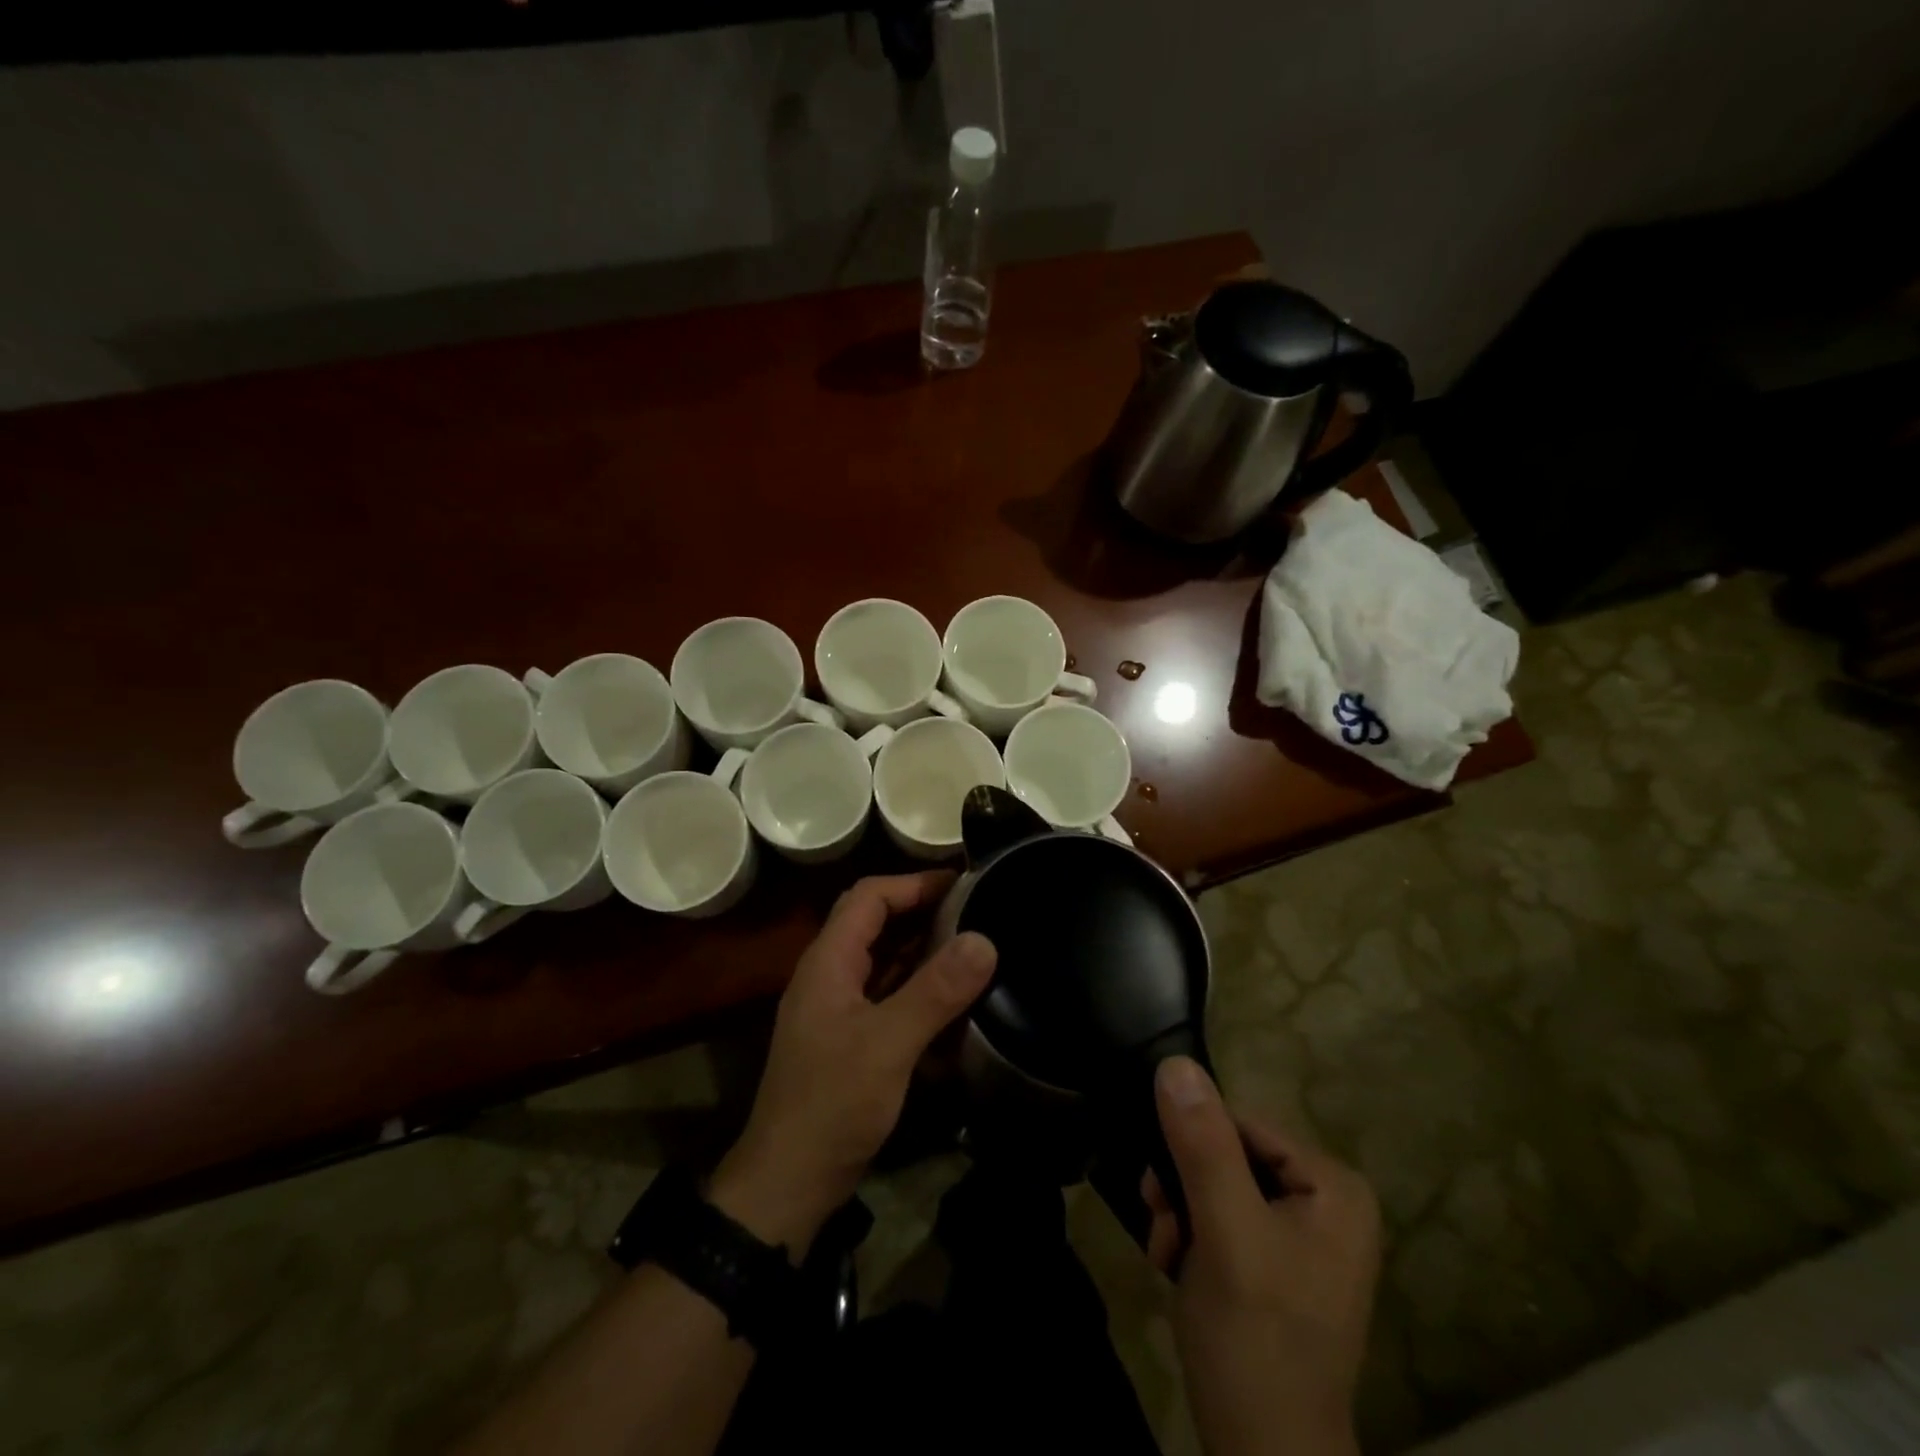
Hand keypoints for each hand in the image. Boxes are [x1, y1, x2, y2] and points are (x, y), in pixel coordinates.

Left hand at [711, 873, 996, 1254]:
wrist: (788, 1183)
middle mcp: (830, 976)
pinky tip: (955, 1002)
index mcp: (829, 962)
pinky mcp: (851, 1039)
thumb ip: (935, 991)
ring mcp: (839, 1009)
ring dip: (924, 951)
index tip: (962, 881)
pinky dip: (919, 990)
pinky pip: (888, 997)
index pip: (869, 896)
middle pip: (876, 924)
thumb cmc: (833, 1103)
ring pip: (884, 961)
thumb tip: (984, 940)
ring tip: (974, 946)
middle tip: (977, 910)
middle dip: (923, 911)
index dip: (914, 882)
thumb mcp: (889, 1044)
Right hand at [1142, 1057, 1380, 1455]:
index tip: (1160, 1195)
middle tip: (1163, 1230)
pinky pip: (1223, 1220)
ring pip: (1217, 1186)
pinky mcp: (1279, 1264)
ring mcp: (1304, 1236)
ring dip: (1181, 1216)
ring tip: (1167, 1256)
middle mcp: (1326, 1201)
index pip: (1239, 1125)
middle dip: (1184, 1190)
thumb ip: (1202, 1146)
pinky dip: (1193, 1240)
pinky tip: (1178, 1271)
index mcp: (1332, 1186)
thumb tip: (1175, 1063)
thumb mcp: (1224, 1231)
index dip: (1192, 1152)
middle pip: (1227, 1156)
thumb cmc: (1255, 1339)